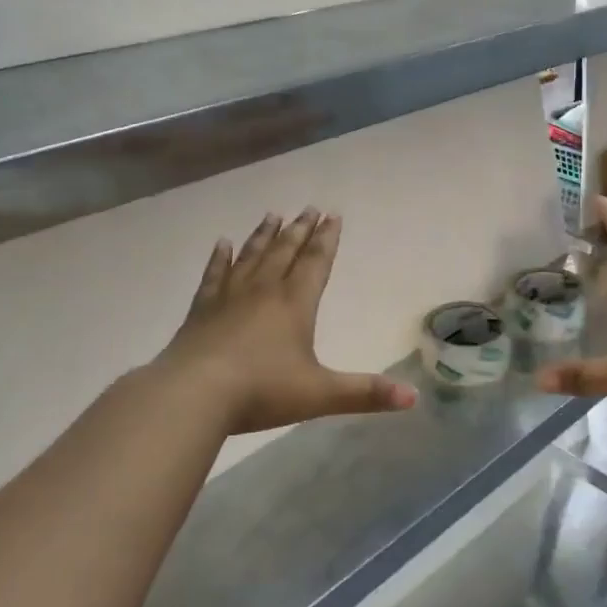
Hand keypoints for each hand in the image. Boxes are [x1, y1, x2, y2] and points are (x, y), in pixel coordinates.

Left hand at [153, 209, 415, 435]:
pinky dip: (220, 258)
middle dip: (301, 230)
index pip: (315, 263)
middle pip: (285, 252)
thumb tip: (413, 398)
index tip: (332, 214)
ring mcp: (229, 297)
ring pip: (252, 256)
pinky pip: (214, 275)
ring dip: (265, 235)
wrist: (194, 395)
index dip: (327, 239)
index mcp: (294, 304)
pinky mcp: (201, 310)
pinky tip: (222, 243)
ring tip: (272, 214)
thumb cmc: (261, 391)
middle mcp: (263, 291)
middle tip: (310, 208)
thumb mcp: (320, 395)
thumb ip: (366, 393)